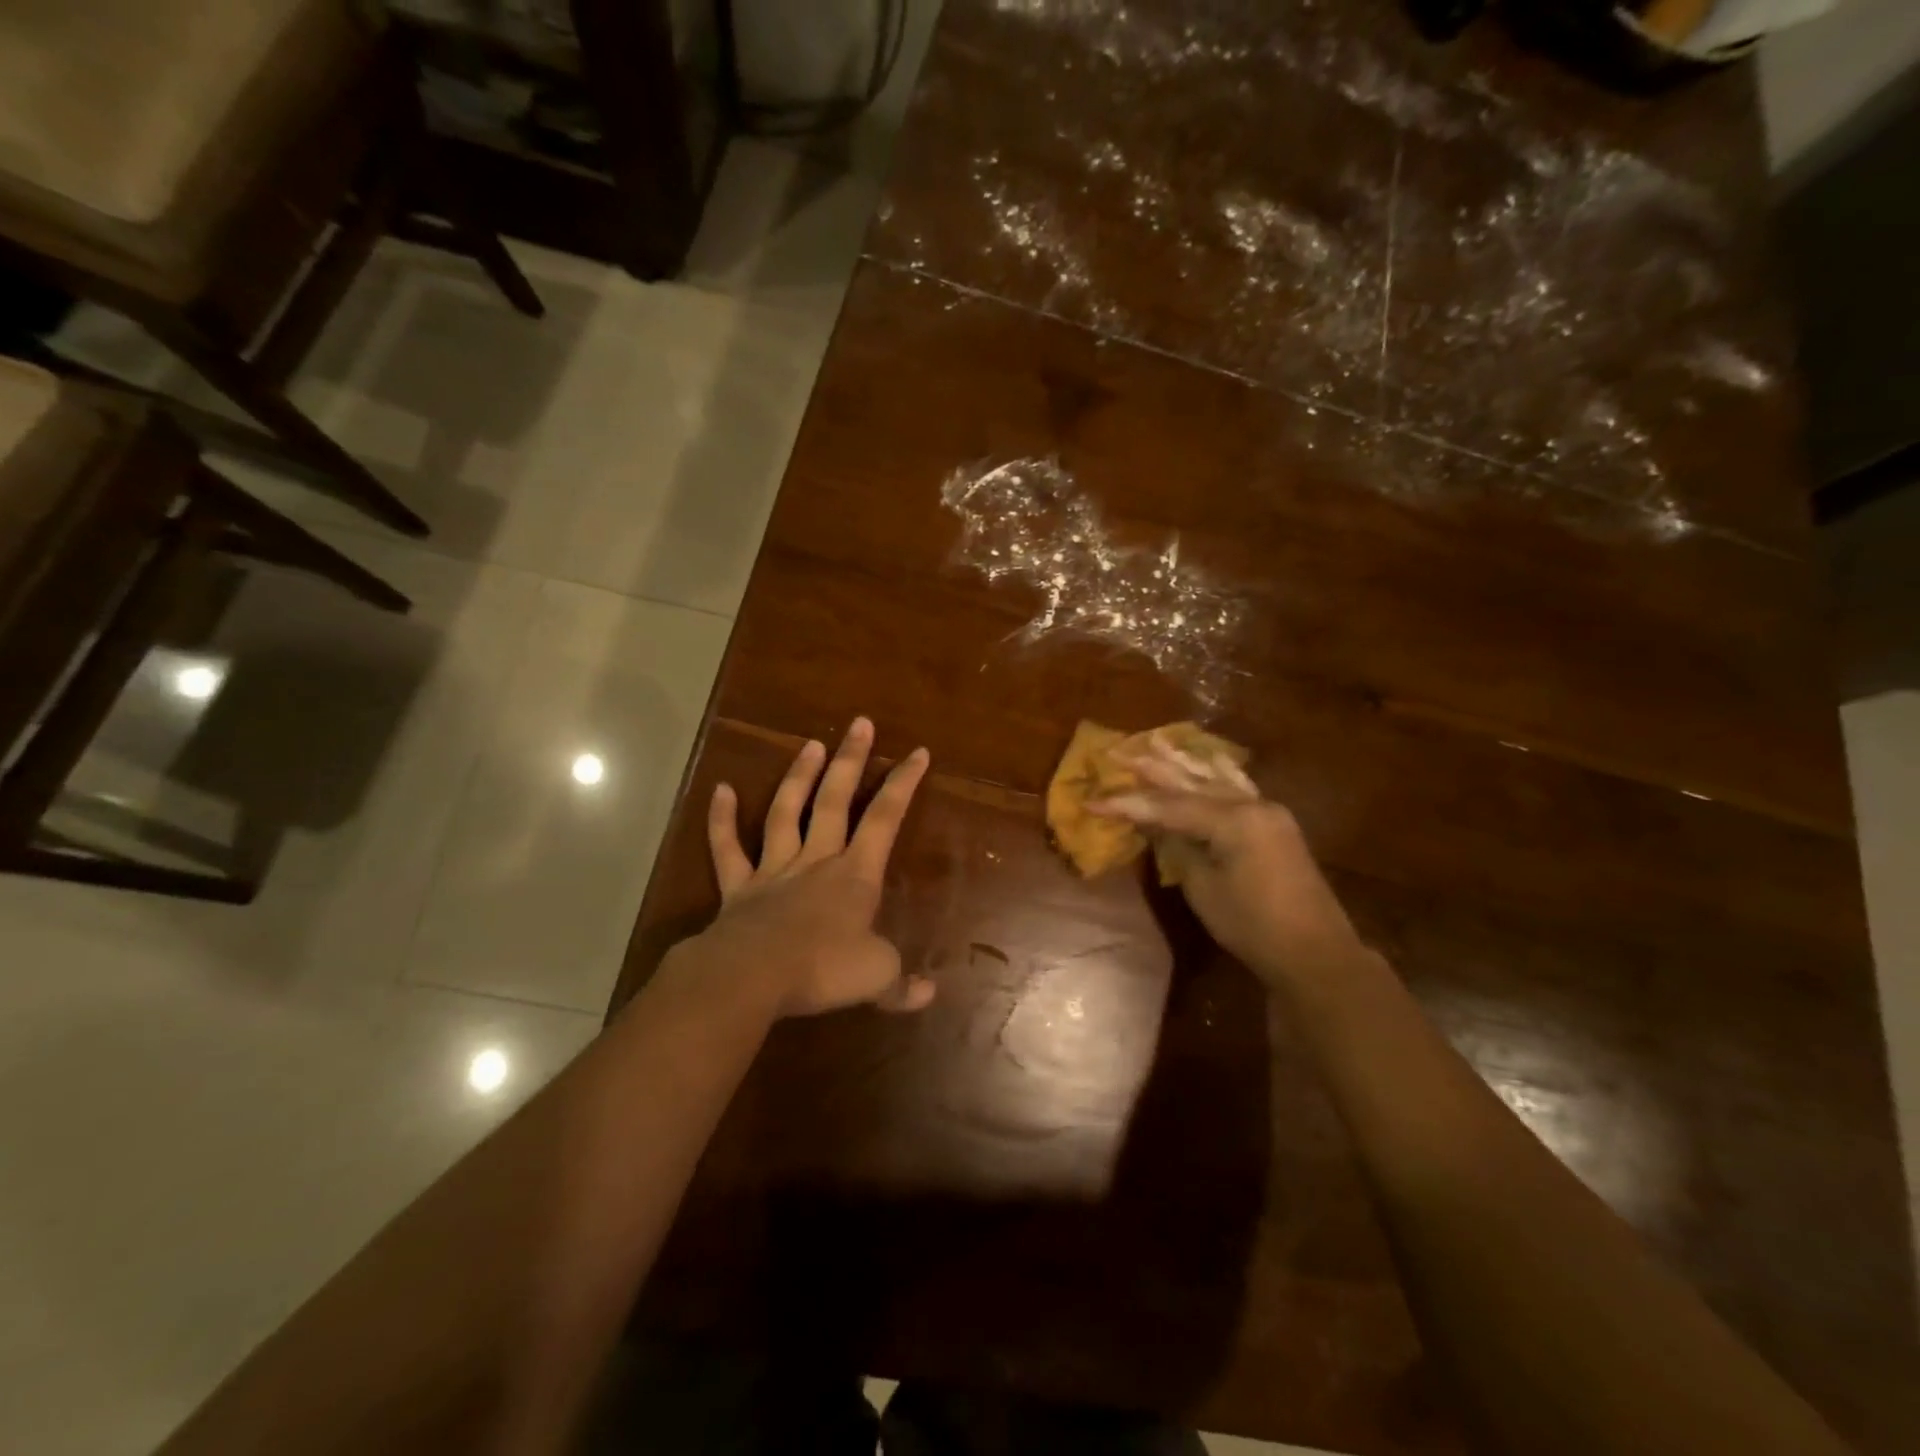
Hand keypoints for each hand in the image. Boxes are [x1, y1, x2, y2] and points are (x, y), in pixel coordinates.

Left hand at [687, 717, 934, 1018]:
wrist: (752, 977)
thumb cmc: (822, 970)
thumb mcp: (875, 978)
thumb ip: (901, 984)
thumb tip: (928, 995)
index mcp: (855, 875)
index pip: (886, 819)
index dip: (904, 783)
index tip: (918, 752)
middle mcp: (817, 860)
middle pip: (836, 800)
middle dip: (850, 761)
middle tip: (859, 723)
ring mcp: (774, 870)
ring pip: (786, 812)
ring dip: (798, 777)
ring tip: (810, 744)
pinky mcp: (738, 888)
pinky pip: (728, 849)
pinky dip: (721, 820)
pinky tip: (721, 789)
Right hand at [1092, 732, 1364, 986]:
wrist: (1315, 952)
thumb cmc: (1252, 926)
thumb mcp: (1203, 888)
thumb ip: (1177, 846)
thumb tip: (1153, 822)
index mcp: (1233, 821)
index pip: (1168, 806)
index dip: (1128, 804)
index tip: (1093, 801)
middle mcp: (1251, 805)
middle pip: (1192, 783)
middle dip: (1153, 769)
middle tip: (1118, 752)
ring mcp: (1267, 811)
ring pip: (1216, 779)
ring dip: (1184, 762)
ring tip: (1156, 741)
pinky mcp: (1273, 823)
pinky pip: (1239, 788)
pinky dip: (1219, 773)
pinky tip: (1211, 758)